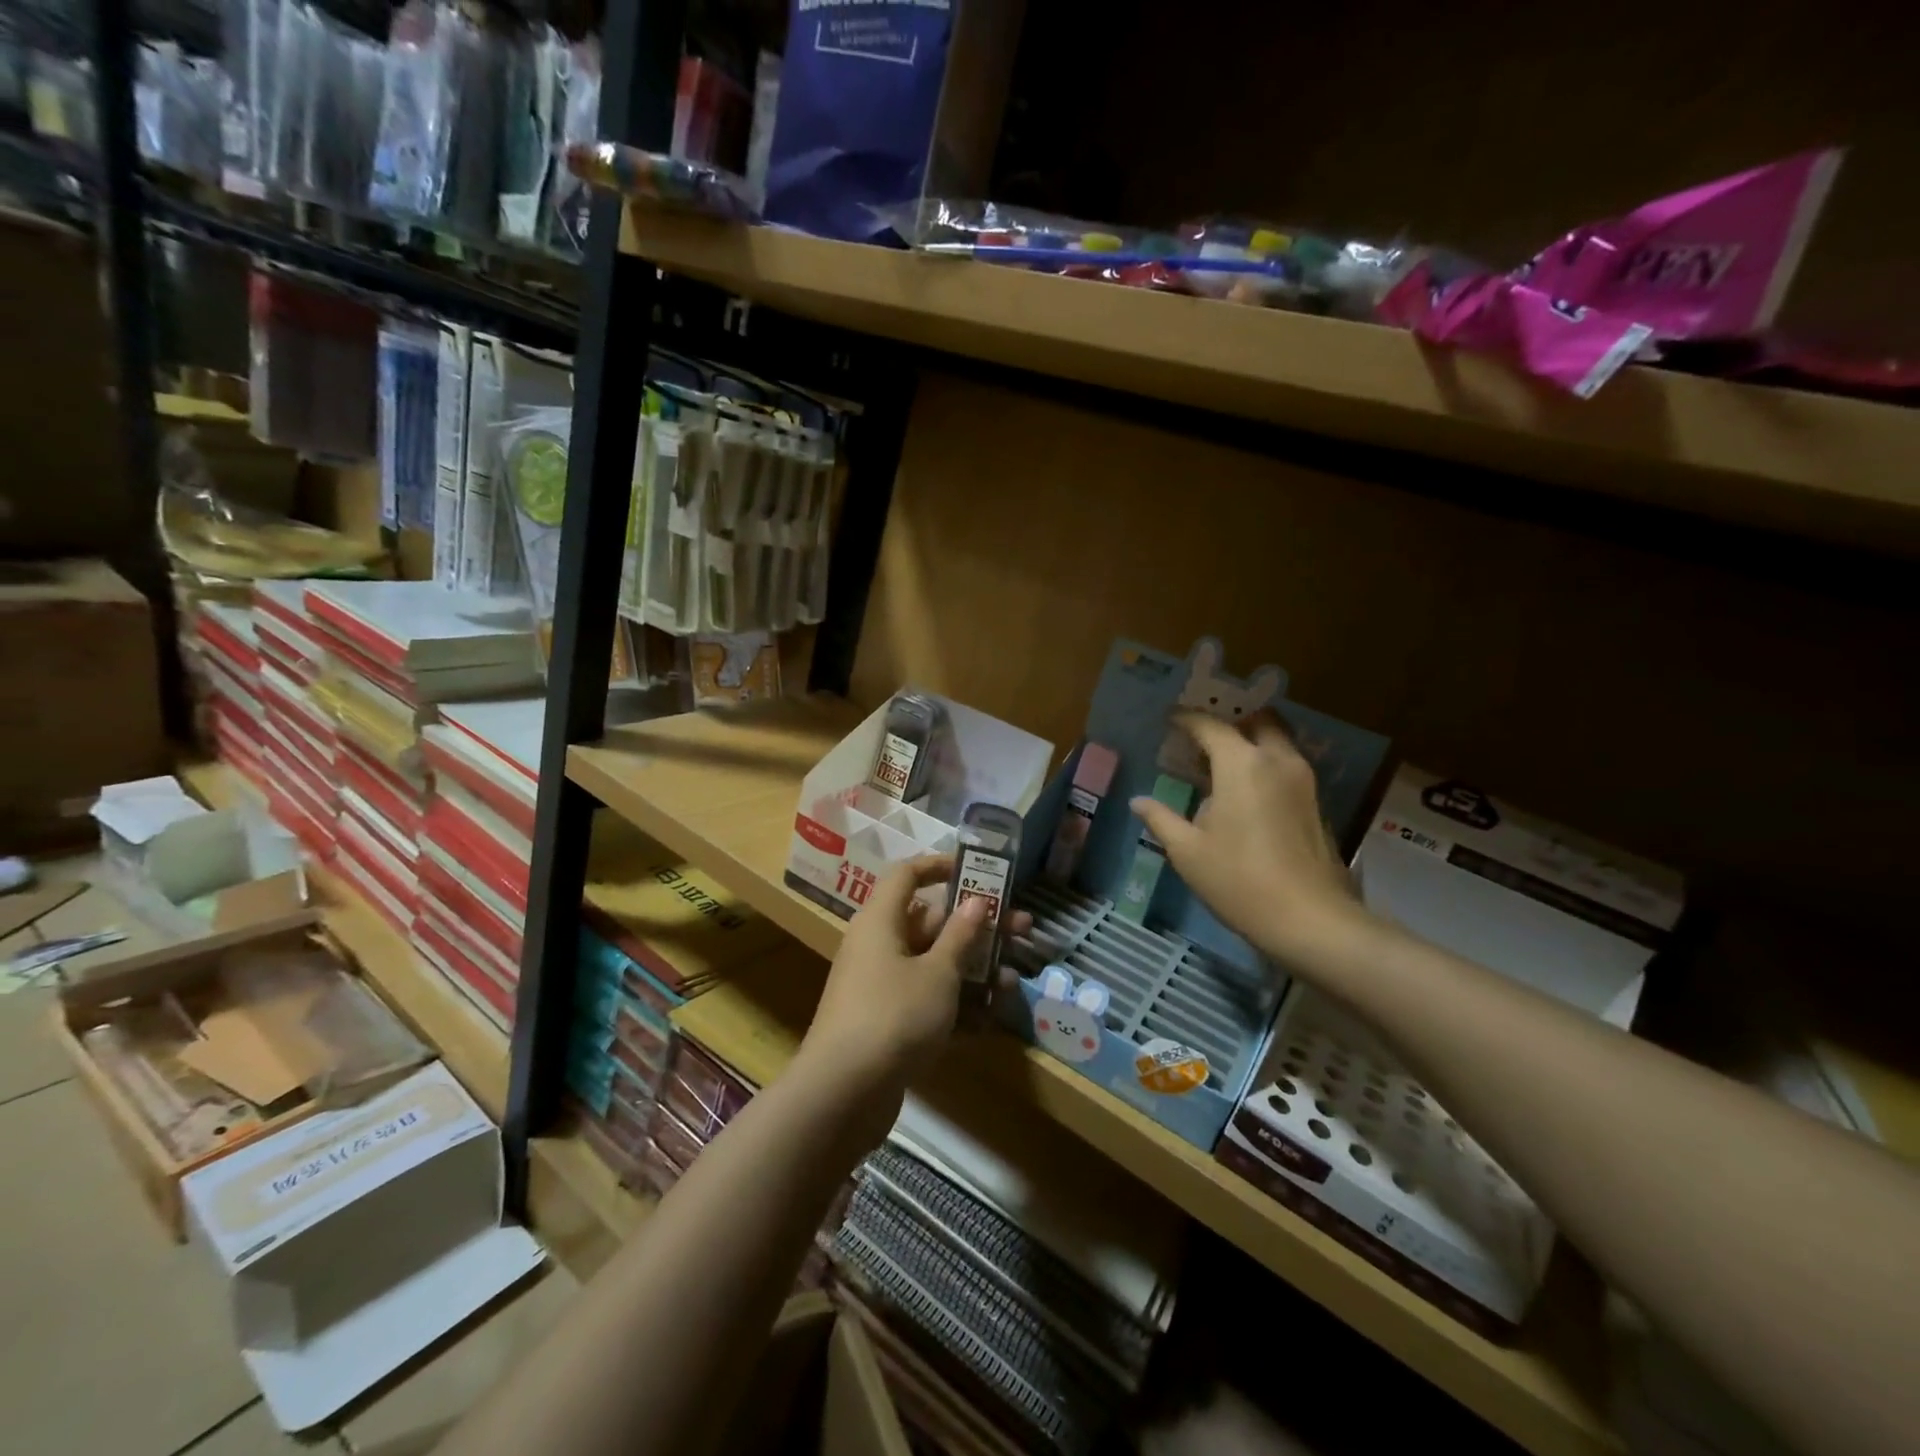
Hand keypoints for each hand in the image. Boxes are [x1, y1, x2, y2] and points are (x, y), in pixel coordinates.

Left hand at [798, 856, 1030, 1134]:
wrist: (843, 1094)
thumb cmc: (893, 1015)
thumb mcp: (937, 973)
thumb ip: (960, 936)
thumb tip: (975, 901)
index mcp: (881, 921)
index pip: (907, 875)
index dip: (940, 867)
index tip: (977, 871)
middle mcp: (878, 947)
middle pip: (931, 923)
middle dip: (977, 928)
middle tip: (1023, 930)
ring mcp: (881, 988)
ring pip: (934, 966)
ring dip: (974, 971)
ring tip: (1014, 981)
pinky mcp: (888, 1024)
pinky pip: (927, 1002)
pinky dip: (957, 1006)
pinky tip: (992, 1018)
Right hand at [1132, 710, 1364, 969]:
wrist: (1310, 920)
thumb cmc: (1239, 881)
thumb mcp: (1188, 852)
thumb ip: (1161, 819)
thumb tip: (1138, 801)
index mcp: (1242, 764)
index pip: (1211, 726)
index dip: (1187, 719)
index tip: (1169, 719)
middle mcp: (1277, 760)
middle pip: (1258, 721)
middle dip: (1231, 720)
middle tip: (1203, 735)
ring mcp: (1303, 781)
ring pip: (1277, 741)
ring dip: (1251, 741)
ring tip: (1220, 761)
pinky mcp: (1316, 803)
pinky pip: (1286, 765)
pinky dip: (1265, 763)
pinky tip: (1244, 790)